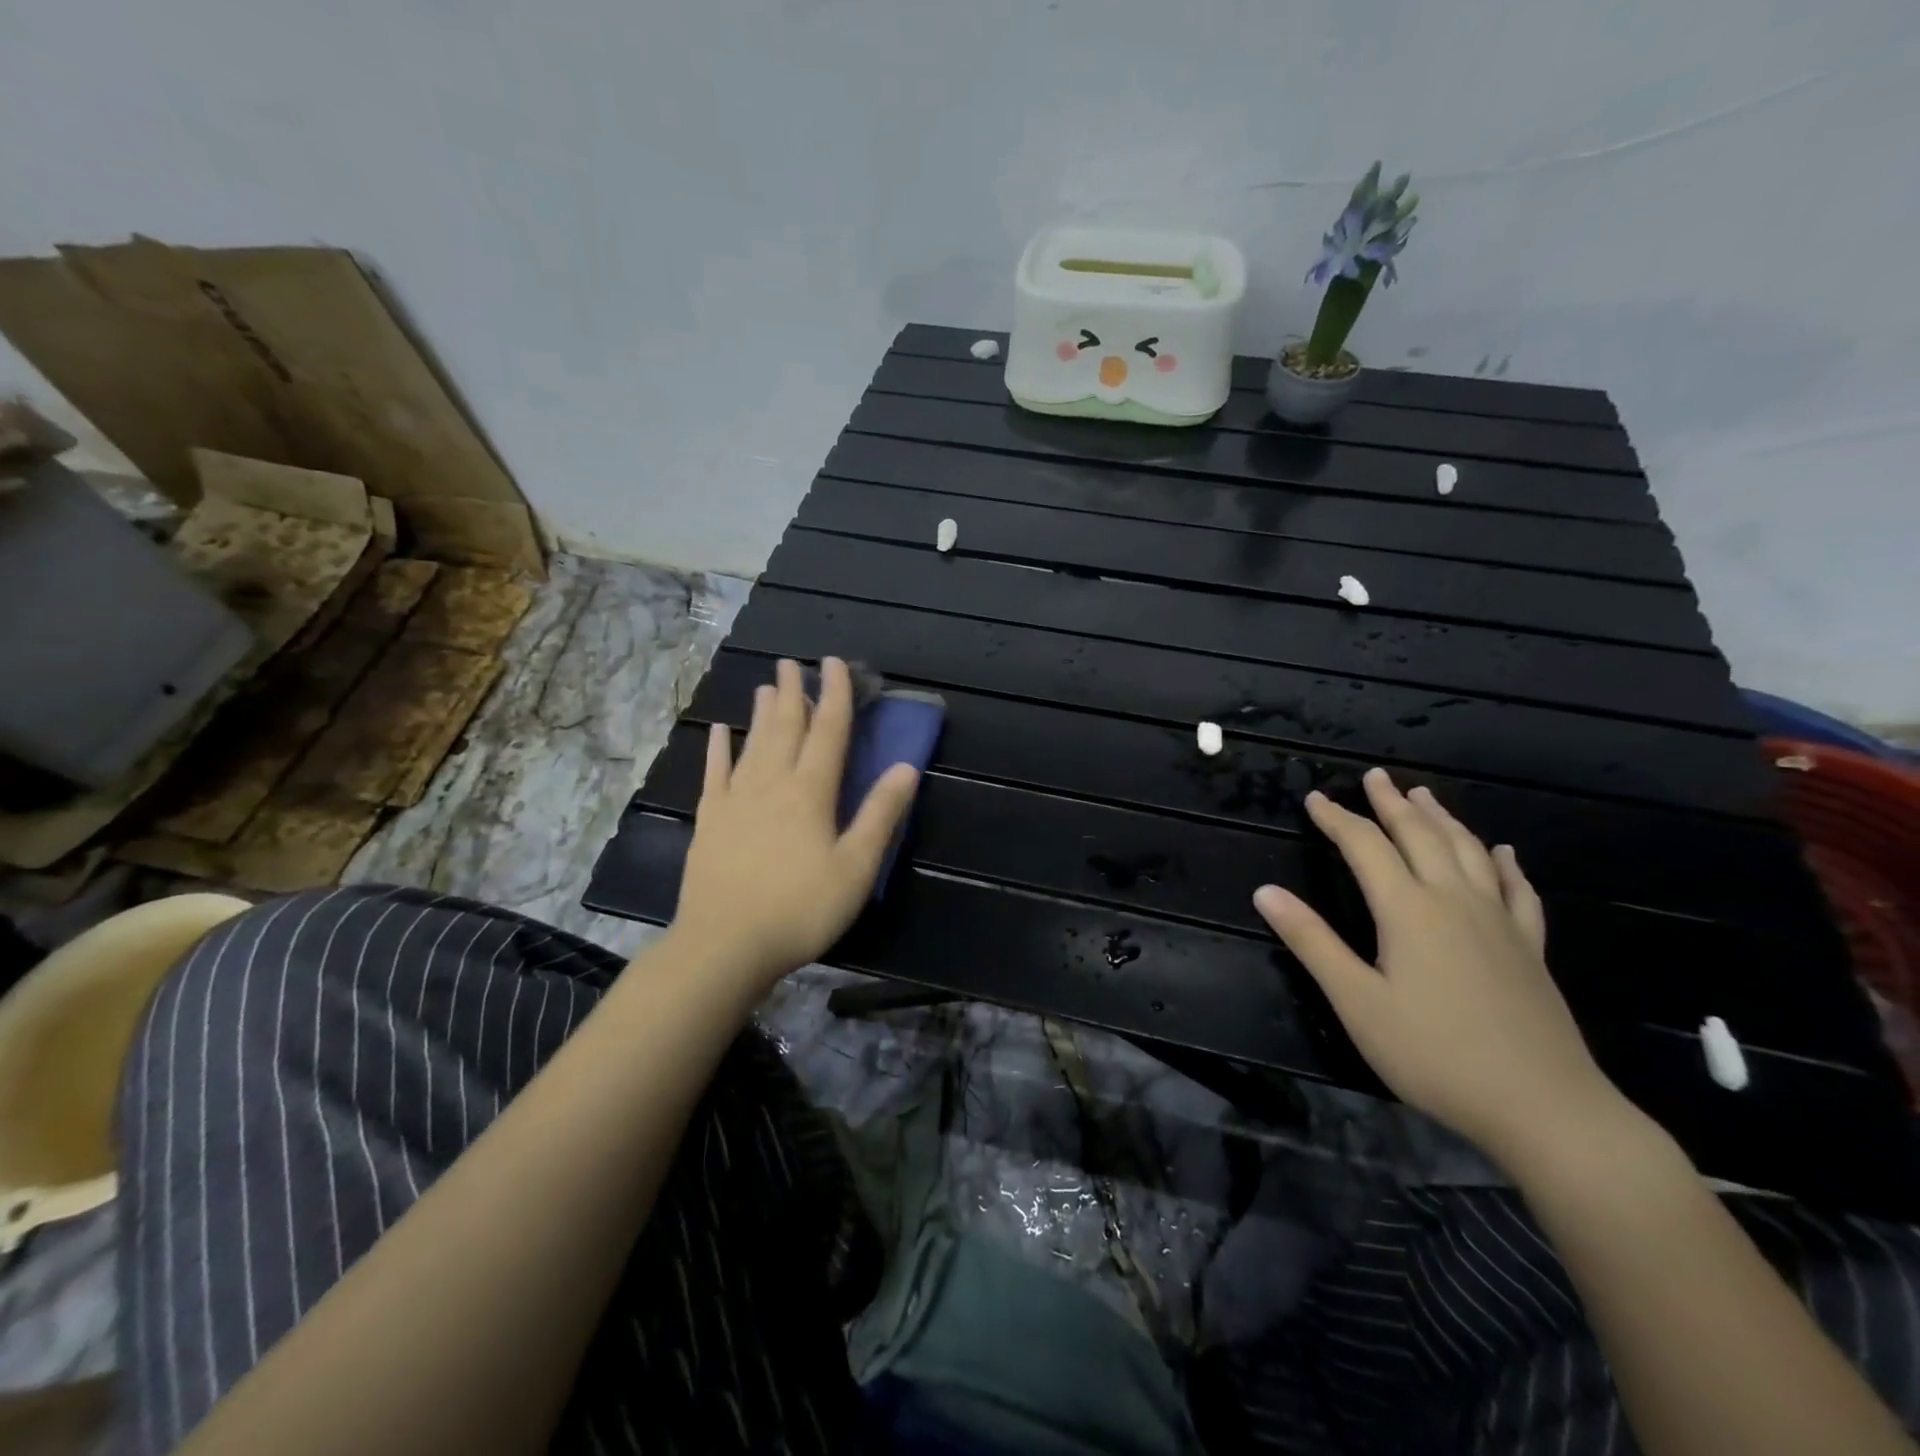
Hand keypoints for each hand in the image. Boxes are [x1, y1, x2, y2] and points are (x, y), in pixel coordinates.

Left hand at [670, 657, 919, 988]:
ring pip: (752, 745)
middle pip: (786, 729)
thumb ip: (880, 815)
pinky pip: (714, 774)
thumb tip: (906, 768)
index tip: (834, 664)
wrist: (725, 945)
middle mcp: (771, 785)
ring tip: (767, 686)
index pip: (828, 732)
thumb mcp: (855, 868)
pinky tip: (719, 731)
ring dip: (762, 713)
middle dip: (794, 694)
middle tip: (793, 663)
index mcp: (810, 793)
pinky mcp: (709, 821)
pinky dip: (717, 749)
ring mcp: (735, 801)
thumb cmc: (800, 909)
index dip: (835, 695)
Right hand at [1254, 767, 1629, 1167]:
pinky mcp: (1529, 948)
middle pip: (1421, 836)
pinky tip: (1504, 853)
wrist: (1545, 1108)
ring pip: (1469, 852)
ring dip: (1443, 819)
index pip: (1365, 847)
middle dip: (1392, 804)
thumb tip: (1265, 891)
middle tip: (1375, 776)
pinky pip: (1518, 891)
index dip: (1337, 819)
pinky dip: (1506, 865)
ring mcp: (1498, 922)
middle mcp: (1455, 901)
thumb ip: (1312, 941)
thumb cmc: (1435, 1055)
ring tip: (1424, 795)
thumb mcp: (1356, 1002)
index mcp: (1409, 910)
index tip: (1315, 798)